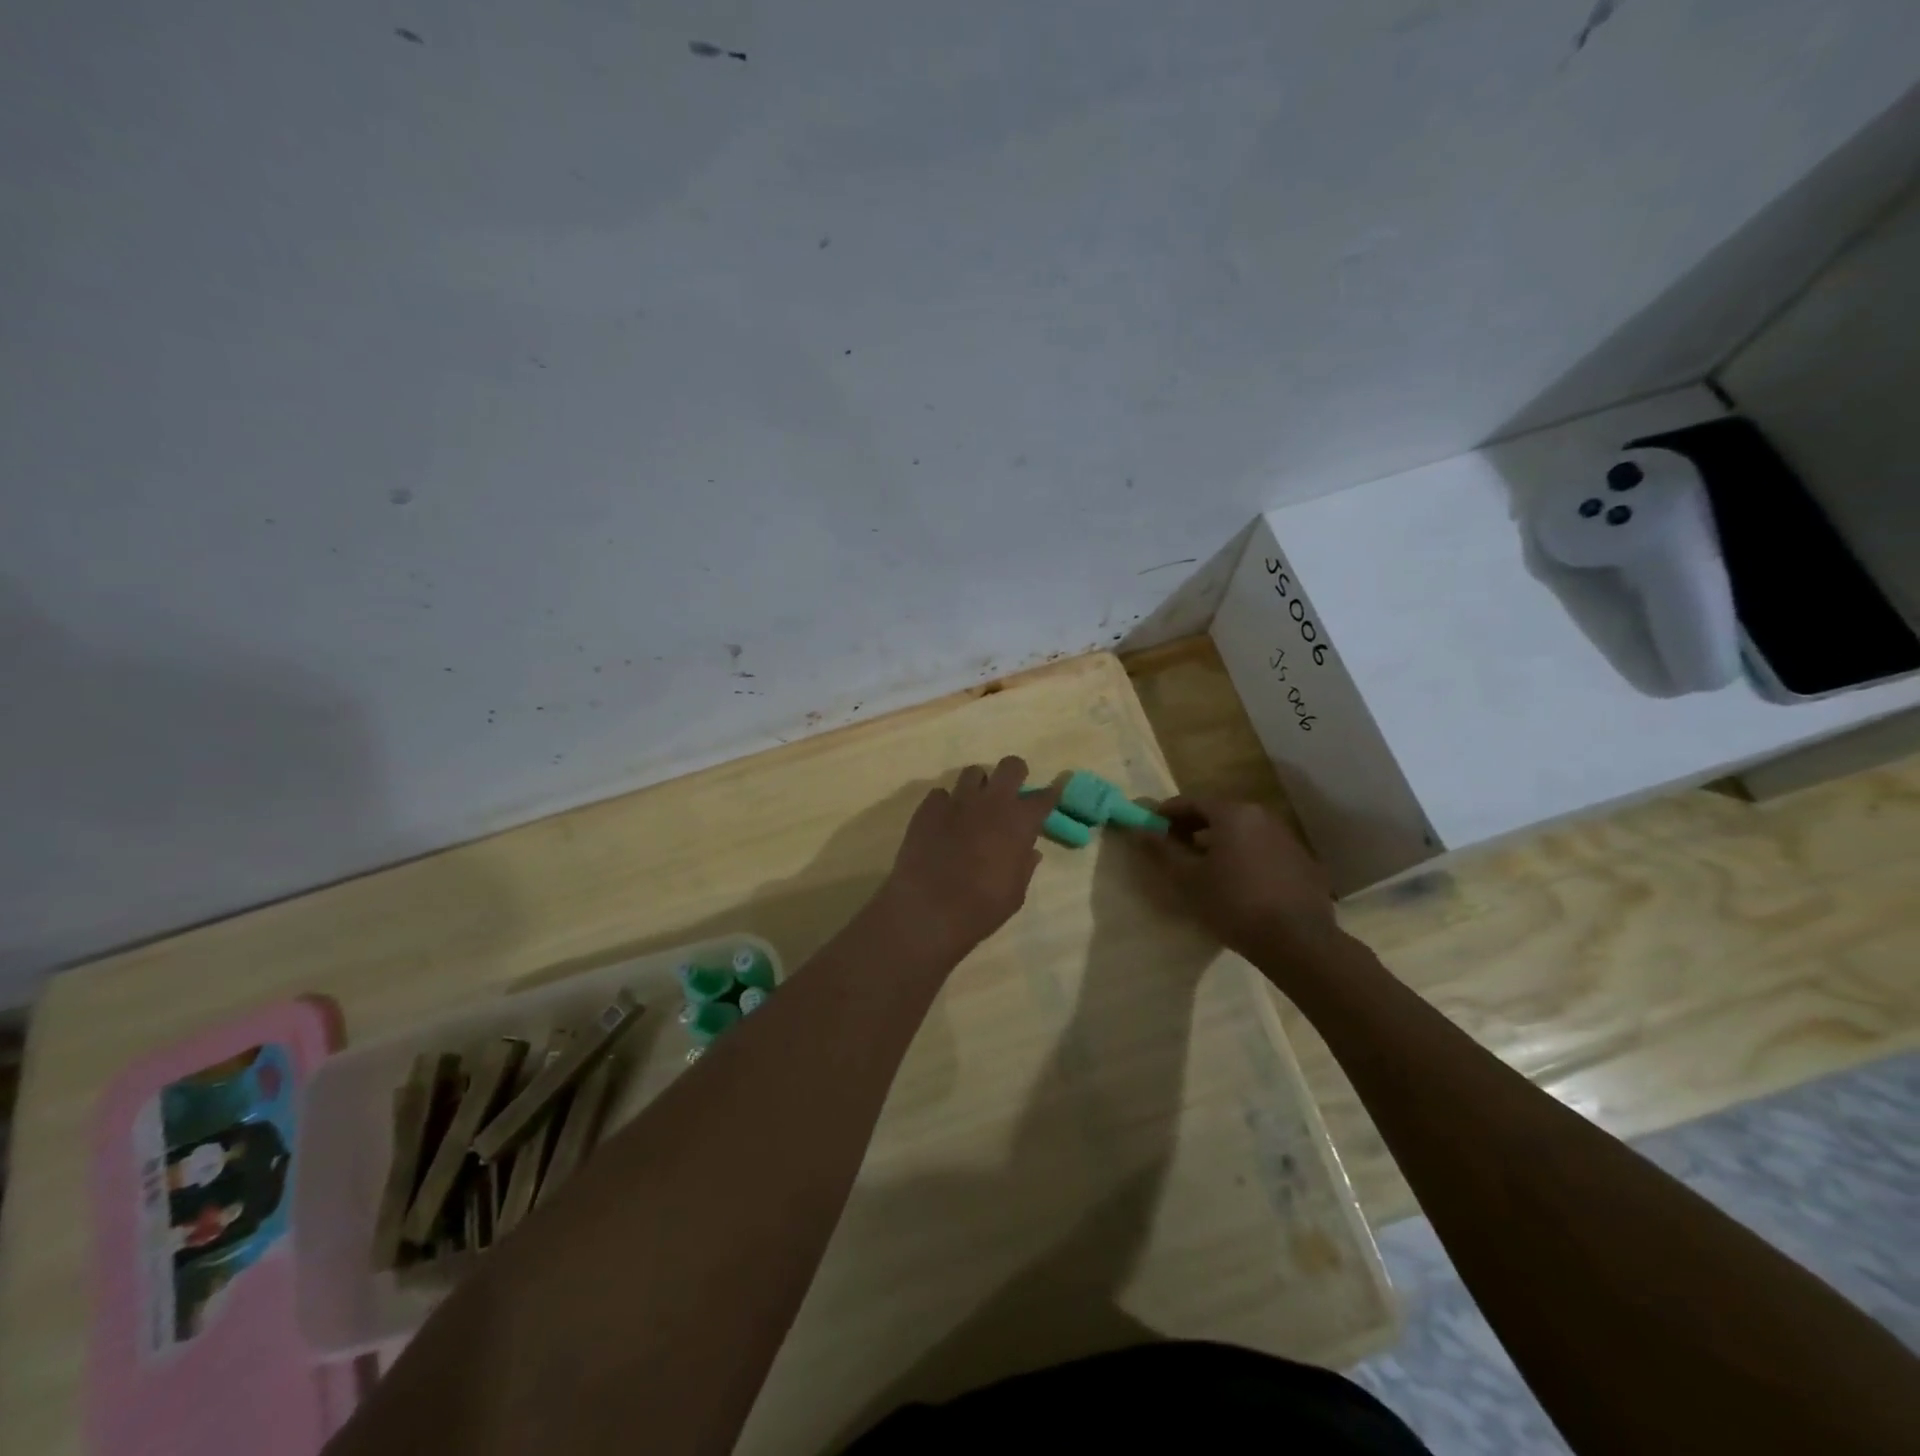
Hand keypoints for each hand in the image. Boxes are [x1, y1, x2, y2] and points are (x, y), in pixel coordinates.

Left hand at [878, 757, 1060, 961]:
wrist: (927, 910)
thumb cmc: (981, 907)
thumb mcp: (1015, 893)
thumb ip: (1024, 866)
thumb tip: (1030, 851)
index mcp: (1019, 822)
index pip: (1045, 796)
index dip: (1051, 794)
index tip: (1051, 795)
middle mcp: (991, 801)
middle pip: (1010, 766)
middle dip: (1014, 775)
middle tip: (1009, 796)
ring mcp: (957, 800)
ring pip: (973, 772)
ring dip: (978, 786)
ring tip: (973, 807)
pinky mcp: (928, 807)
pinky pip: (941, 794)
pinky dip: (946, 804)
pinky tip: (943, 823)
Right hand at [1136, 796, 1337, 957]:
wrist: (1298, 941)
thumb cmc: (1233, 904)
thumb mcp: (1188, 879)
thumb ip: (1162, 850)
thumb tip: (1139, 829)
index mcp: (1232, 813)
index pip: (1191, 802)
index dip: (1167, 813)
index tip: (1151, 827)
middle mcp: (1262, 816)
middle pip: (1219, 813)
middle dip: (1193, 827)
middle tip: (1175, 848)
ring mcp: (1287, 838)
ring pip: (1243, 831)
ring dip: (1220, 842)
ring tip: (1204, 867)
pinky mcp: (1302, 861)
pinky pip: (1264, 849)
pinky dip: (1245, 856)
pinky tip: (1238, 882)